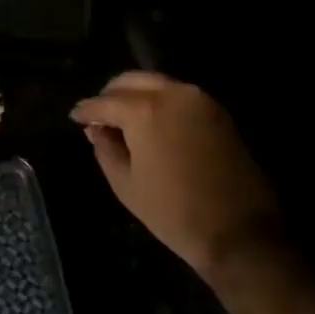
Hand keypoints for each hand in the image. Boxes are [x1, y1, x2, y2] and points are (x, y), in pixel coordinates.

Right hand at [71, 72, 279, 274]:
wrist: (240, 232)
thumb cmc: (174, 212)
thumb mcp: (126, 184)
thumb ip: (106, 149)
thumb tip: (97, 129)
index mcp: (145, 110)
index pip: (105, 102)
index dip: (86, 110)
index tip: (75, 117)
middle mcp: (172, 94)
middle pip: (132, 81)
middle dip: (111, 94)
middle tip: (99, 114)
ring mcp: (200, 100)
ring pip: (157, 83)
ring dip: (137, 95)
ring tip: (124, 119)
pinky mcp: (218, 112)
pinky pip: (179, 95)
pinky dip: (160, 101)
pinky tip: (151, 123)